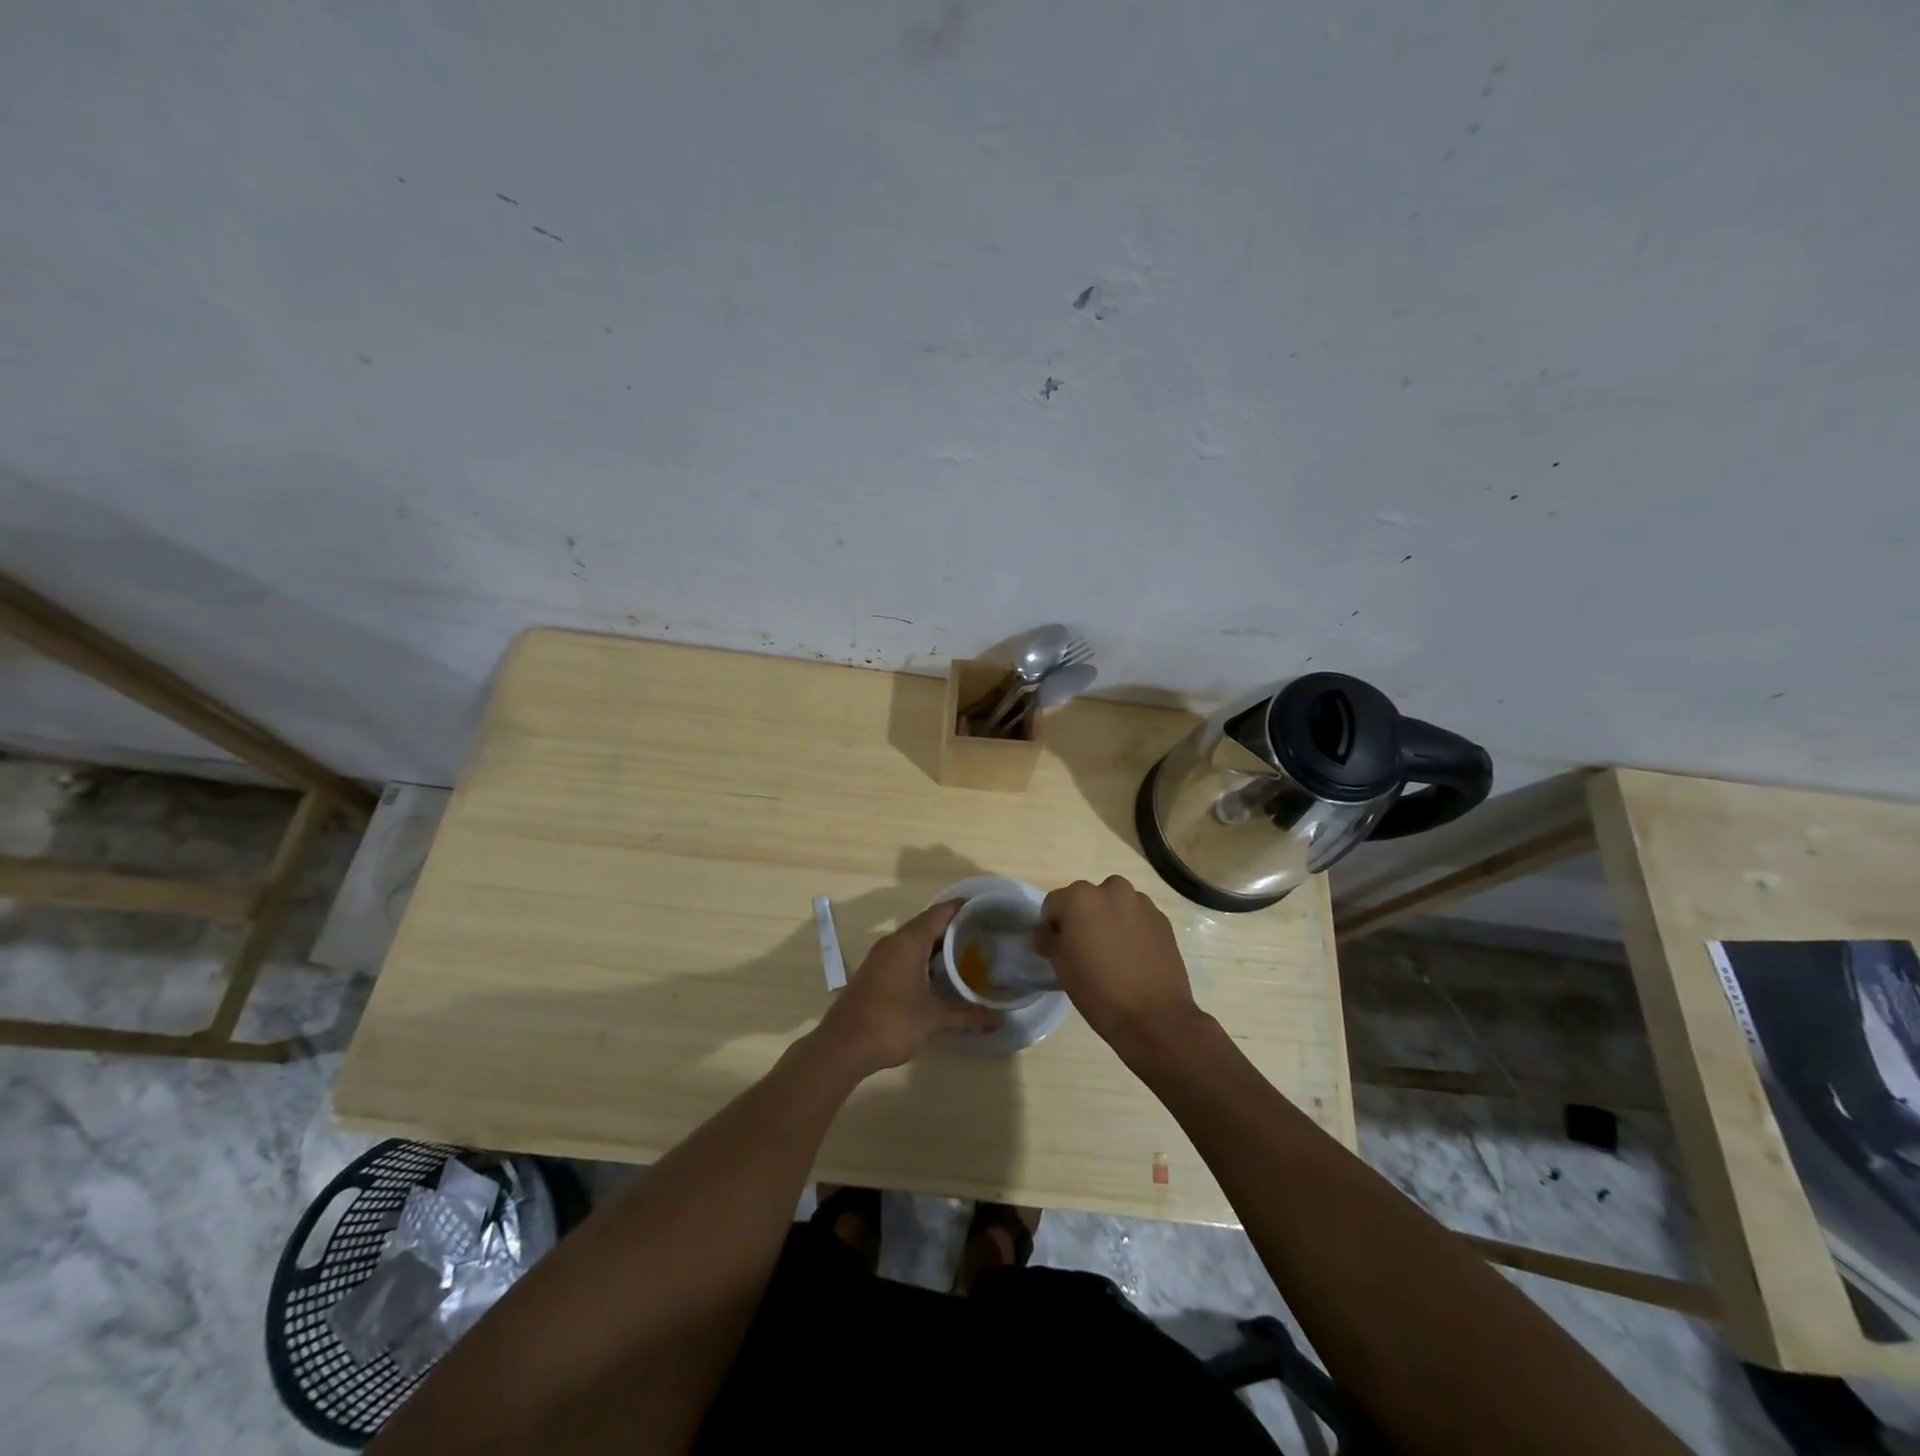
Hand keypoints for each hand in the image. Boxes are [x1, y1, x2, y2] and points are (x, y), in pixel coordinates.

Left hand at [816, 901, 998, 1074]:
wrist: (843, 1046)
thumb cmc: (892, 1023)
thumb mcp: (934, 1019)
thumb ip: (967, 1017)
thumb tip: (999, 1021)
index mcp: (908, 942)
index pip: (940, 913)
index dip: (962, 908)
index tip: (986, 909)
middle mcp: (893, 942)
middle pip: (927, 924)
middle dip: (953, 927)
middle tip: (982, 934)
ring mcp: (880, 957)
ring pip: (914, 940)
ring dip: (937, 944)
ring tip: (966, 953)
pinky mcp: (874, 972)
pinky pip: (903, 954)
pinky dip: (922, 957)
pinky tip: (938, 975)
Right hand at [1034, 876, 1204, 1060]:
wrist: (1154, 1016)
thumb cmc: (1098, 990)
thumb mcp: (1061, 966)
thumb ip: (1048, 940)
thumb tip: (1045, 932)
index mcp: (1079, 897)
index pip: (1053, 904)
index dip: (1052, 926)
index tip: (1057, 949)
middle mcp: (1111, 889)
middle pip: (1086, 898)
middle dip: (1082, 918)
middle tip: (1085, 949)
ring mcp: (1141, 902)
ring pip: (1114, 904)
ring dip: (1108, 919)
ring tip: (1113, 952)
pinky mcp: (1162, 919)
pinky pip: (1137, 917)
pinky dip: (1132, 928)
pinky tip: (1134, 956)